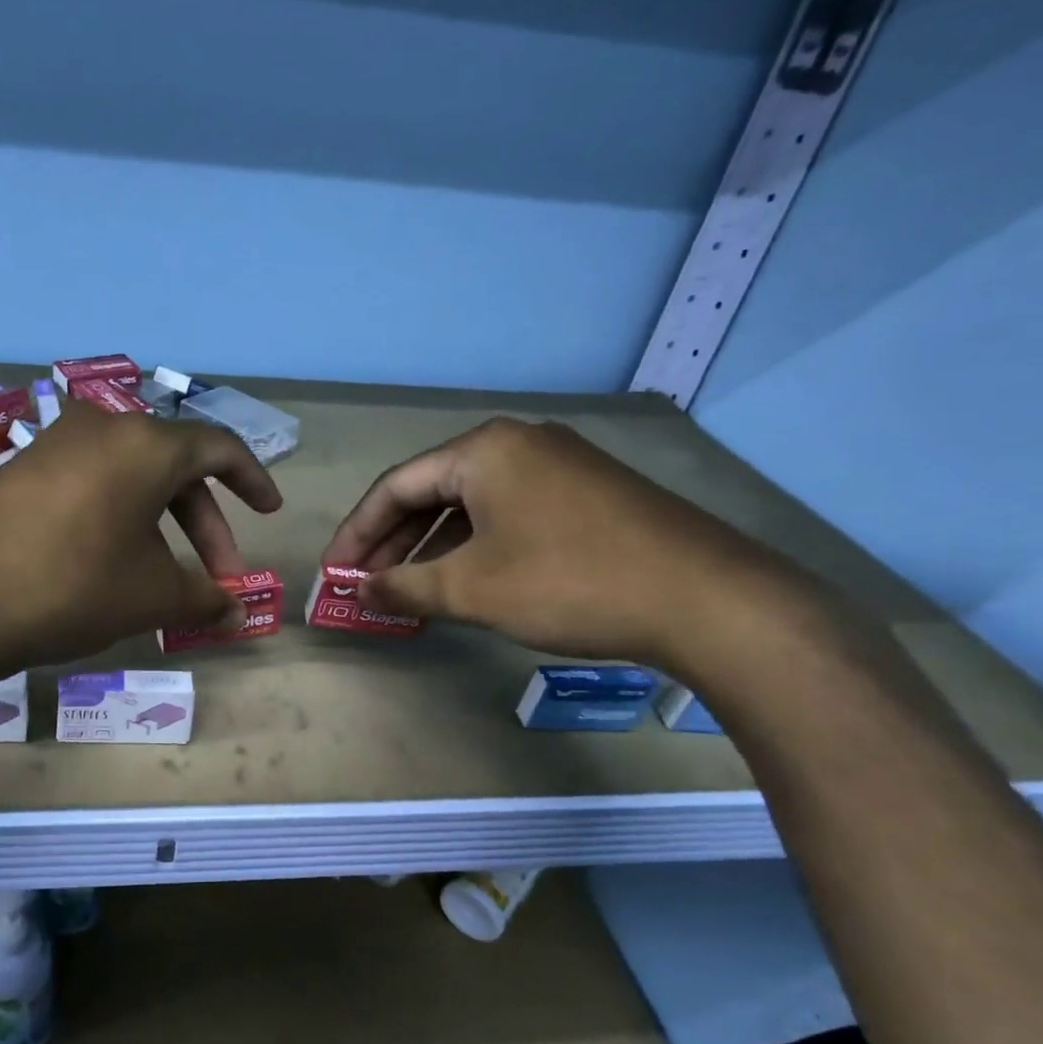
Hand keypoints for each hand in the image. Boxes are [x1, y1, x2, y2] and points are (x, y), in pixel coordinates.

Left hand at [0, 402, 281, 675]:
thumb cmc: (72, 586)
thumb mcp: (151, 595)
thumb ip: (205, 600)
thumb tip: (239, 616)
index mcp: (145, 444)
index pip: (218, 448)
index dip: (252, 479)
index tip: (269, 511)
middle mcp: (101, 428)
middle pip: (173, 467)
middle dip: (204, 524)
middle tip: (216, 578)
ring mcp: (53, 445)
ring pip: (129, 478)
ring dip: (159, 524)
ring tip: (162, 578)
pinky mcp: (17, 470)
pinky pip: (87, 485)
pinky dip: (115, 518)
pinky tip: (108, 563)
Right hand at [321, 418, 806, 669]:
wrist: (706, 599)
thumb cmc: (569, 582)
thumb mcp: (471, 590)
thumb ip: (404, 586)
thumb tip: (362, 592)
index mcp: (483, 450)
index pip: (395, 487)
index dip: (357, 533)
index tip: (336, 573)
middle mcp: (518, 444)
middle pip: (432, 491)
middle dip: (394, 541)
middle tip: (368, 585)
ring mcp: (558, 465)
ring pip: (471, 505)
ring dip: (433, 548)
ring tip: (410, 590)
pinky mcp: (587, 493)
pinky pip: (507, 513)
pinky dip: (475, 547)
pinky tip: (467, 581)